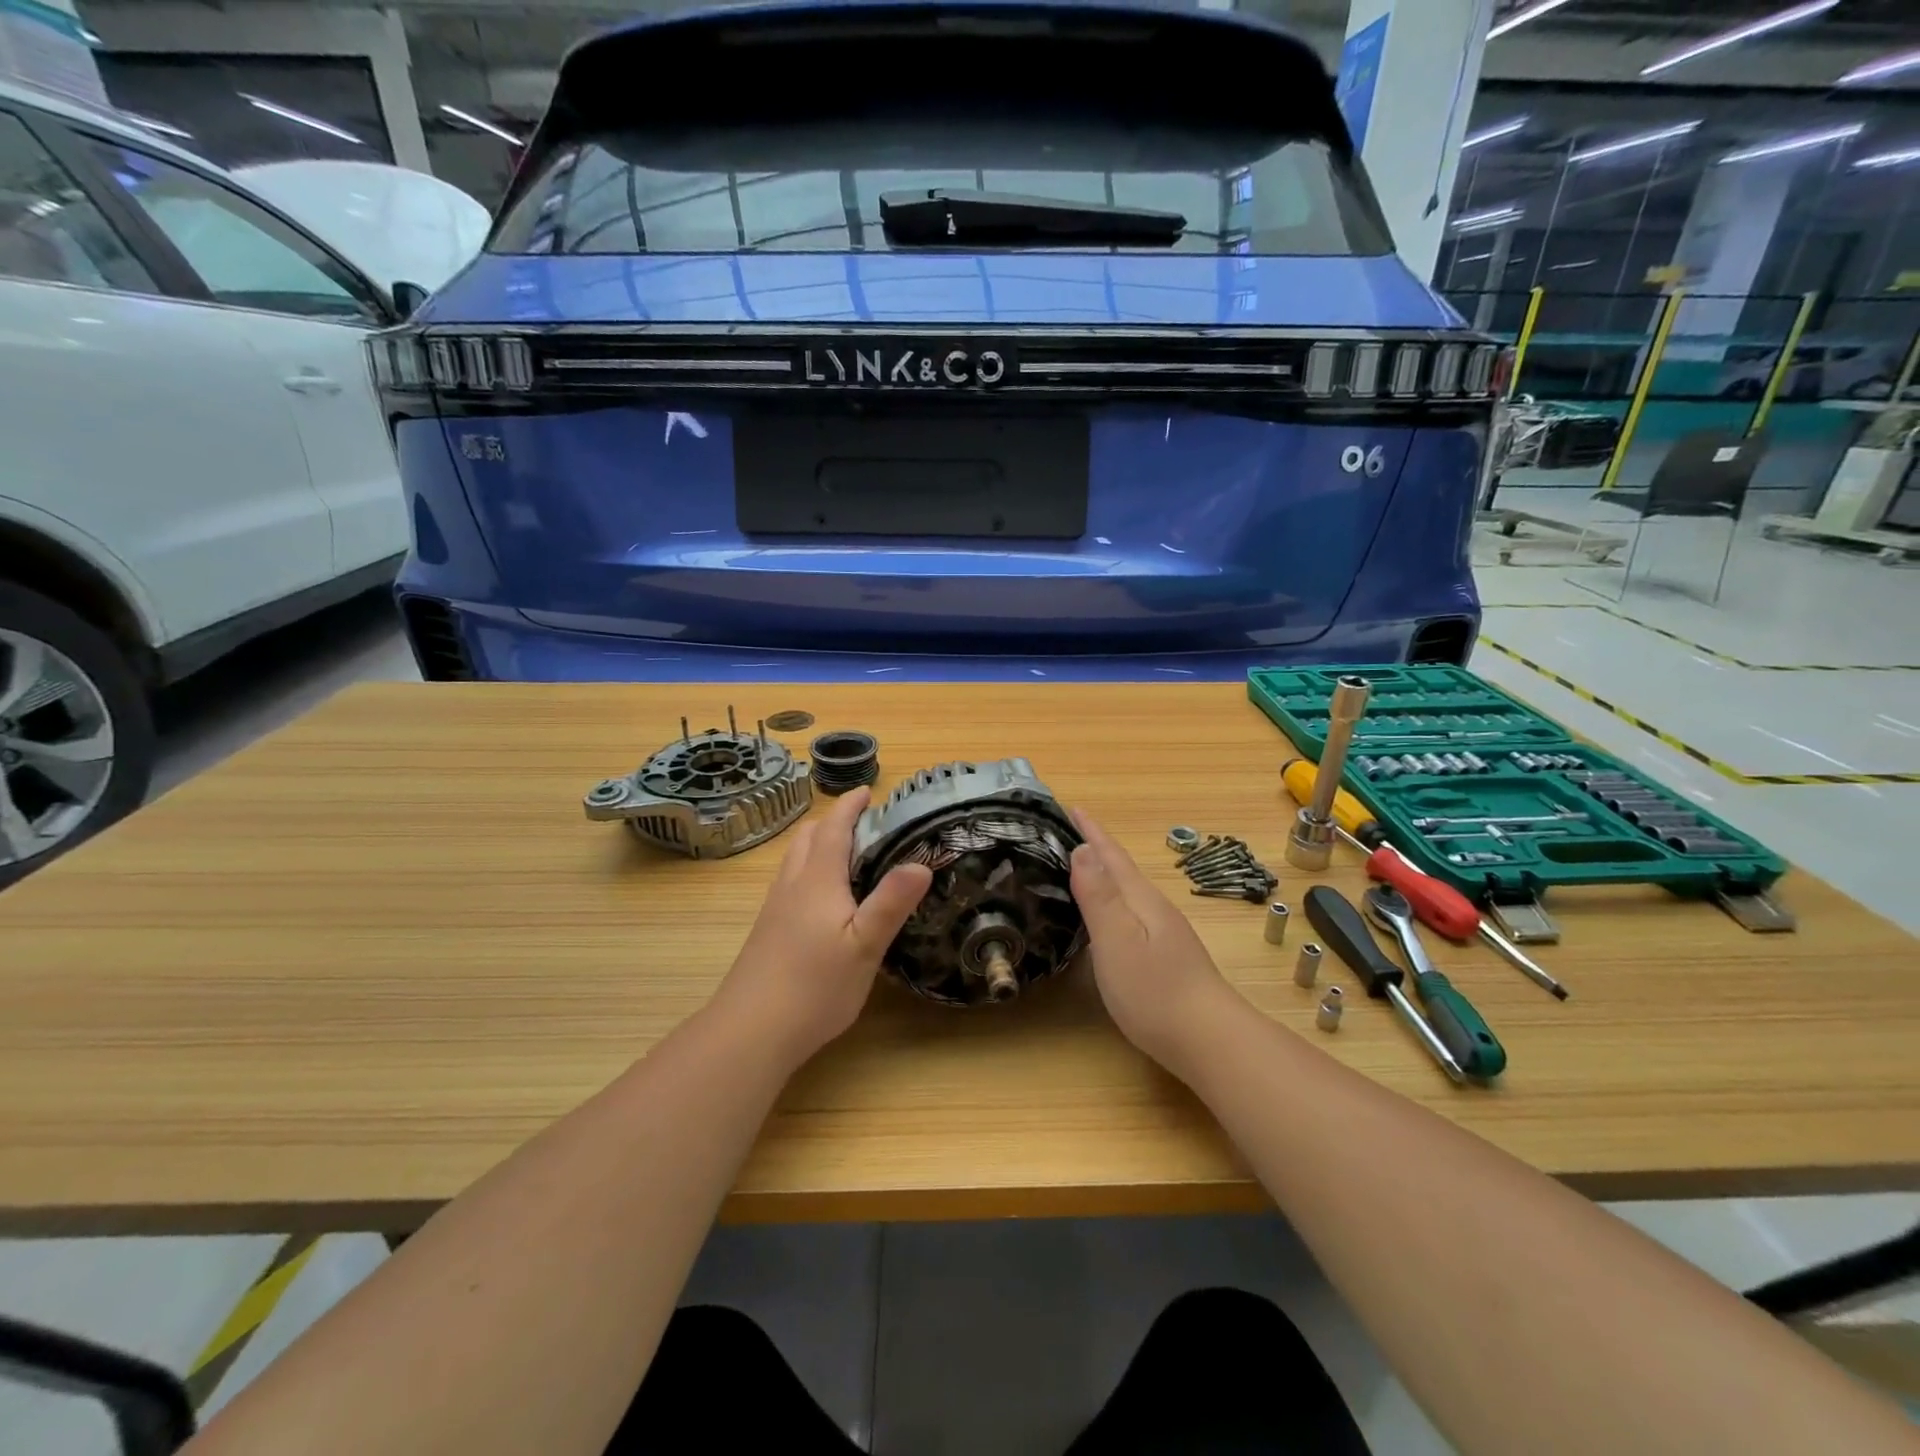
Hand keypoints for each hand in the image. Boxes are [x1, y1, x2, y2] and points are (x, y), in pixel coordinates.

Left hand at [713, 786, 931, 1068]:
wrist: (751, 1031)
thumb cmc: (814, 987)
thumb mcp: (864, 947)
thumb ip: (891, 903)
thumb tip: (922, 863)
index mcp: (817, 880)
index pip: (832, 828)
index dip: (849, 806)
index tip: (868, 790)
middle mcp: (792, 885)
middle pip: (807, 837)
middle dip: (833, 821)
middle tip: (864, 822)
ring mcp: (775, 908)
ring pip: (795, 859)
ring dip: (818, 843)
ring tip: (847, 853)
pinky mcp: (767, 930)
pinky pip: (790, 881)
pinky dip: (809, 868)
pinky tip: (824, 897)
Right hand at [1068, 809, 1238, 1075]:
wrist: (1209, 1040)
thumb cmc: (1154, 990)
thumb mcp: (1117, 940)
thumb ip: (1099, 896)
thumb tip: (1082, 848)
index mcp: (1141, 899)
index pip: (1111, 855)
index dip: (1091, 831)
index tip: (1070, 806)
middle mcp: (1154, 908)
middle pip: (1121, 869)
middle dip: (1095, 848)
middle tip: (1067, 832)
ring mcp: (1165, 932)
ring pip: (1128, 892)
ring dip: (1105, 874)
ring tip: (1081, 868)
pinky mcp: (1166, 955)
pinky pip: (1132, 913)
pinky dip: (1113, 901)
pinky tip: (1108, 917)